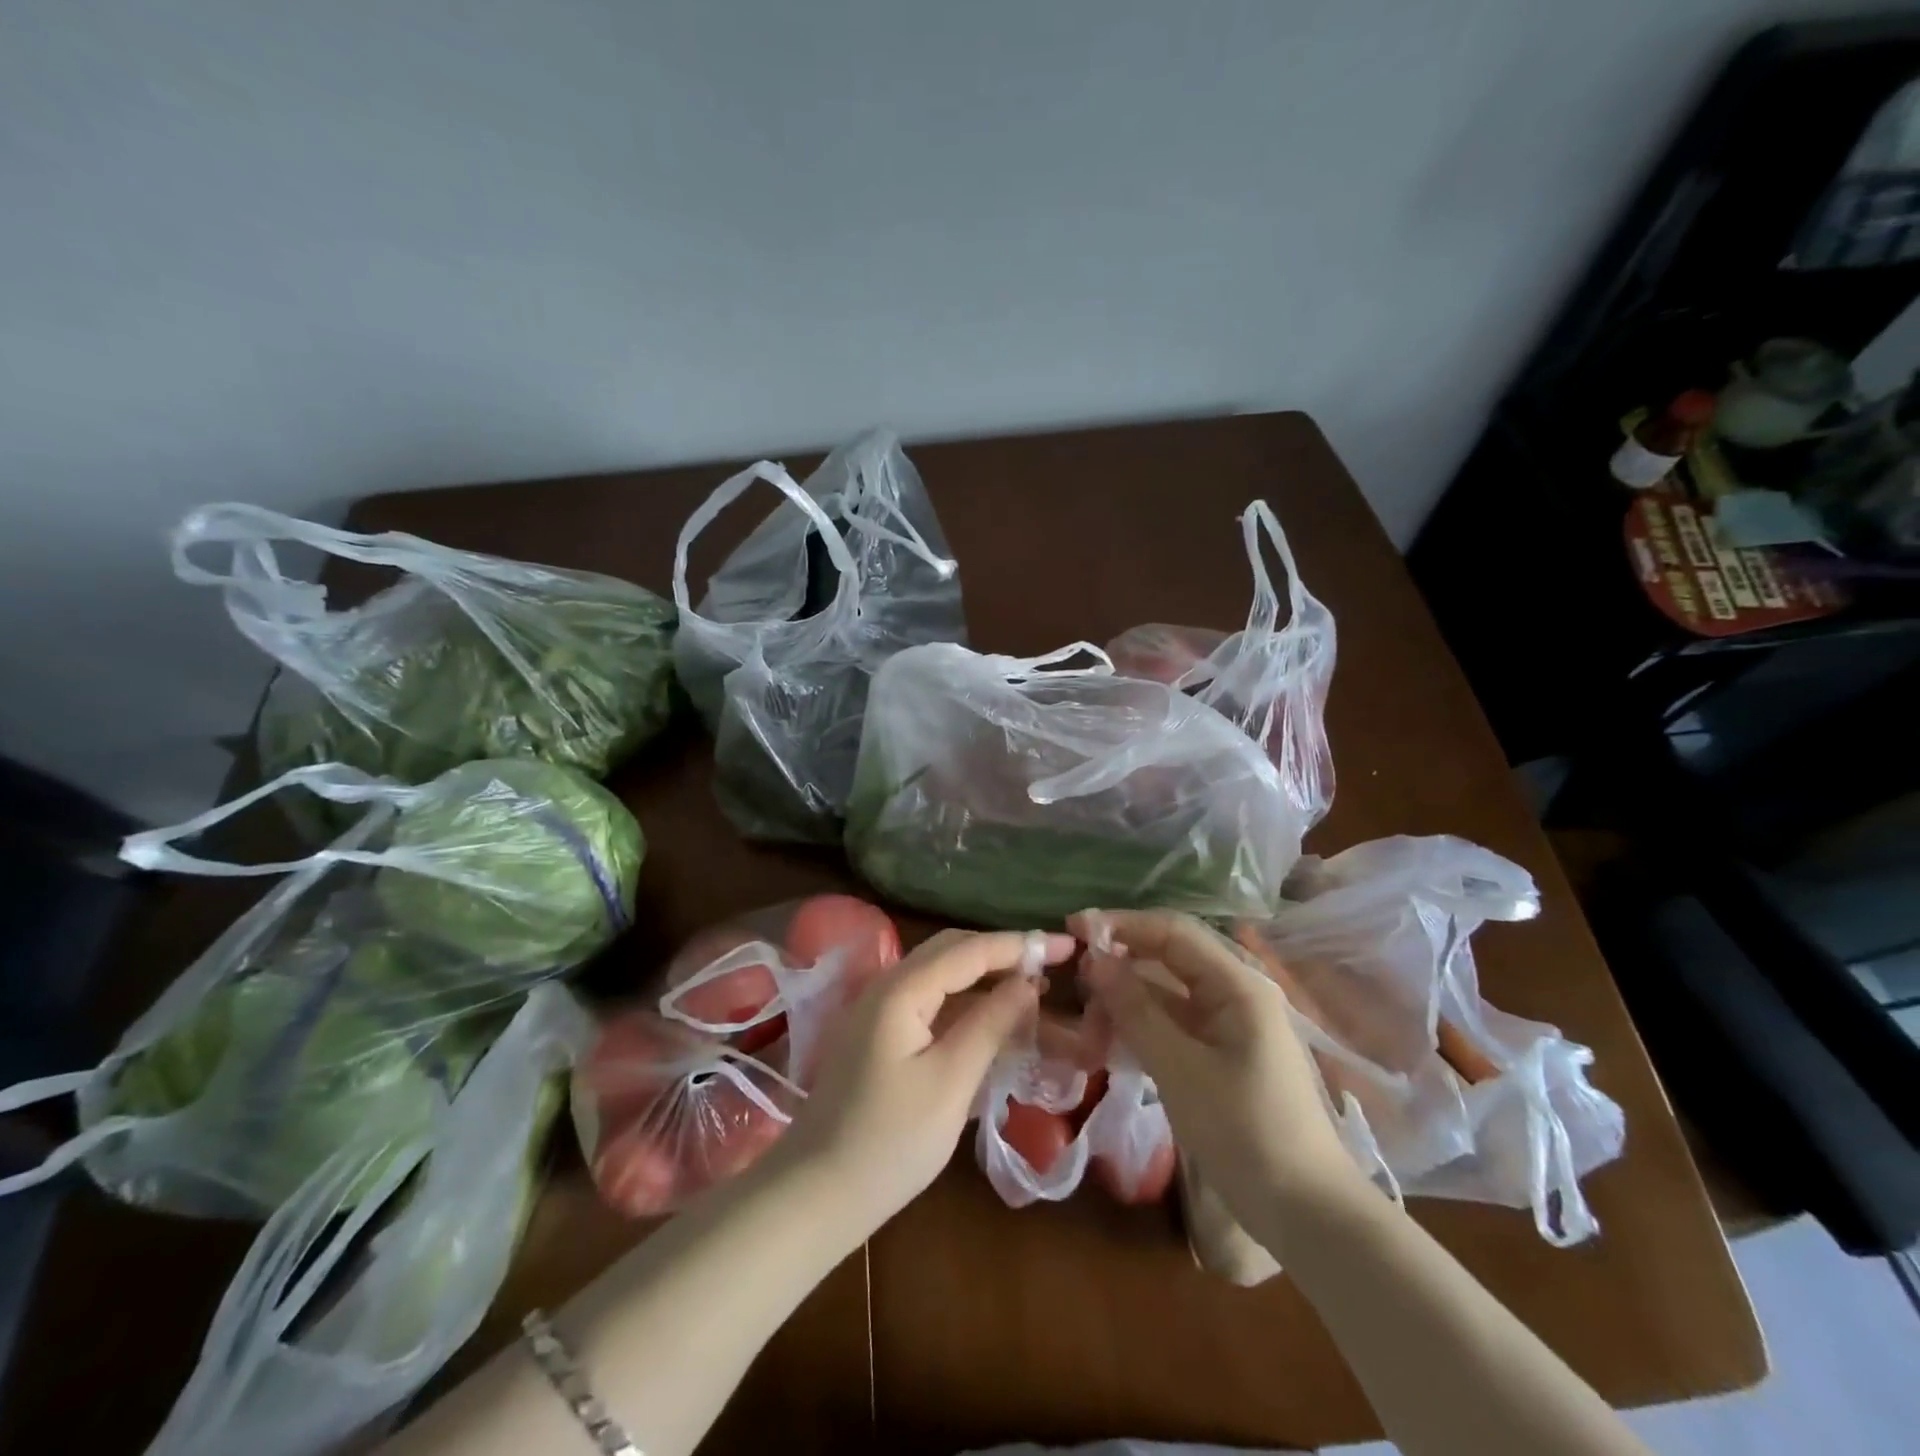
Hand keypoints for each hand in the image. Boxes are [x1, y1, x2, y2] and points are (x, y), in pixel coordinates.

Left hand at [775, 928, 1075, 1236]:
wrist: (816, 1193)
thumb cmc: (889, 1142)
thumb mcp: (950, 1082)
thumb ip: (990, 1024)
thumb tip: (1027, 982)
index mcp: (901, 990)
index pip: (969, 950)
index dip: (1020, 945)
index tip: (1068, 946)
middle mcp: (887, 987)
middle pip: (952, 952)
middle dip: (1003, 953)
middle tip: (1052, 964)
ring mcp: (879, 1011)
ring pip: (941, 977)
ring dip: (985, 978)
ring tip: (1033, 990)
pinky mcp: (879, 1036)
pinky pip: (930, 1003)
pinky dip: (965, 1005)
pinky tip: (993, 1020)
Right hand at [1072, 909, 1365, 1223]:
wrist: (1309, 1214)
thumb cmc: (1246, 1133)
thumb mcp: (1180, 1069)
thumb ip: (1135, 1010)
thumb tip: (1095, 960)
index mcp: (1236, 984)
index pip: (1171, 931)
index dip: (1121, 924)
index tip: (1073, 929)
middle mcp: (1235, 993)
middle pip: (1167, 959)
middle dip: (1120, 968)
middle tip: (1076, 989)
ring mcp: (1230, 1024)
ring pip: (1166, 994)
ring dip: (1126, 1004)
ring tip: (1088, 1030)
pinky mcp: (1223, 1054)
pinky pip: (1174, 1025)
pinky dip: (1142, 1029)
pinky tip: (1110, 1047)